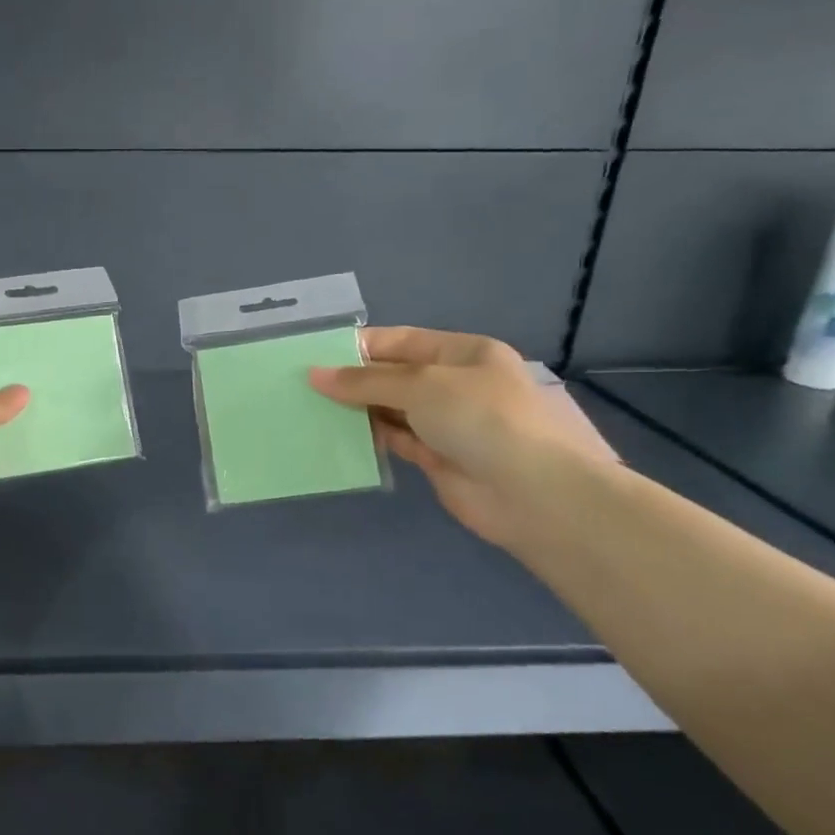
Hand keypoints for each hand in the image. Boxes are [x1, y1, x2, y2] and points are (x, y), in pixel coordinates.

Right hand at [309, 328, 613, 548]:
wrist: (533, 494)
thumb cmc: (481, 419)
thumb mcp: (421, 386)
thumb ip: (364, 381)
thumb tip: (314, 375)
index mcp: (462, 353)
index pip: (399, 341)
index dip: (357, 347)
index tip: (312, 356)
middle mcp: (454, 383)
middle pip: (393, 375)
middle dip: (352, 379)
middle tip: (300, 385)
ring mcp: (447, 423)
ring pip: (391, 409)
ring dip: (357, 409)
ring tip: (309, 408)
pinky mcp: (437, 458)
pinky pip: (395, 440)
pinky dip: (369, 437)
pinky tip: (335, 435)